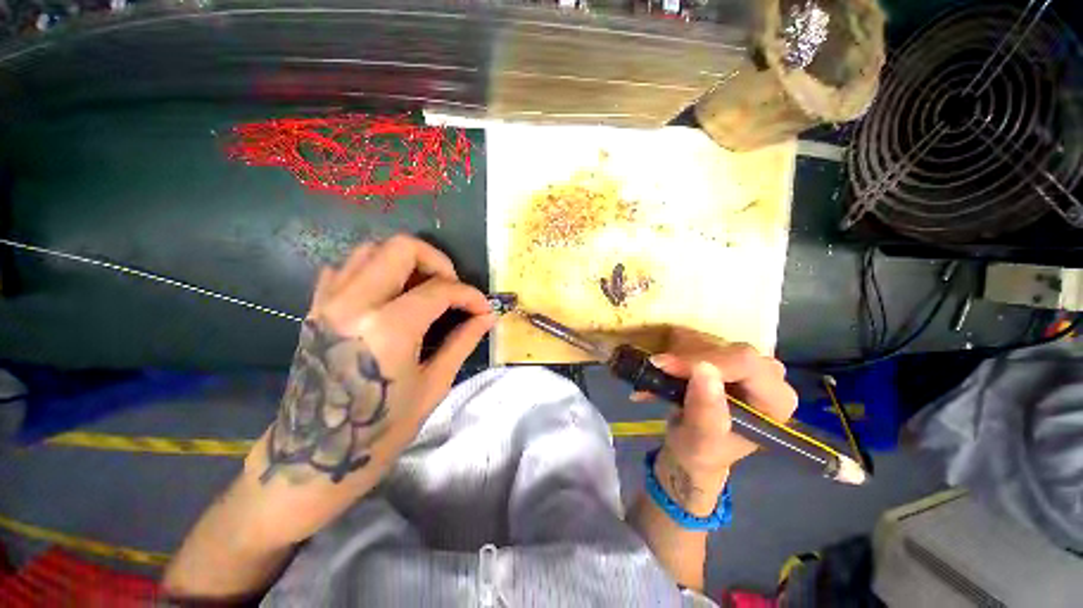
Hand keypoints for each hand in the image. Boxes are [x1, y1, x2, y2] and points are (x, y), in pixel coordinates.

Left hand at [242, 235, 493, 542]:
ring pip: (371, 249)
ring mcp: (329, 301)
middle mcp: (354, 303)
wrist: (311, 457)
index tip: (482, 308)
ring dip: (406, 261)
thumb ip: (463, 341)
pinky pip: (346, 267)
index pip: (440, 289)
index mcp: (389, 328)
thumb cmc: (380, 429)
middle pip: (402, 247)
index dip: (469, 295)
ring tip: (423, 289)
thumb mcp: (433, 384)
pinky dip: (374, 270)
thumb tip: (488, 317)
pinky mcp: (315, 307)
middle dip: (437, 261)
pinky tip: (389, 295)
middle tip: (451, 288)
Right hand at [646, 328, 797, 514]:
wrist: (692, 448)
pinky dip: (679, 351)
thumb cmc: (701, 450)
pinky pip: (702, 341)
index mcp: (775, 401)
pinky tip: (665, 367)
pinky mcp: (728, 357)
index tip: (667, 366)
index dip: (706, 360)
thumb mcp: (701, 439)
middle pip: (729, 349)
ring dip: (680, 354)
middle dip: (689, 358)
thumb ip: (706, 409)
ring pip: (713, 342)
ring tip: (658, 372)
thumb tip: (703, 368)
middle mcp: (769, 377)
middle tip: (659, 367)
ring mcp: (748, 365)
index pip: (746, 364)